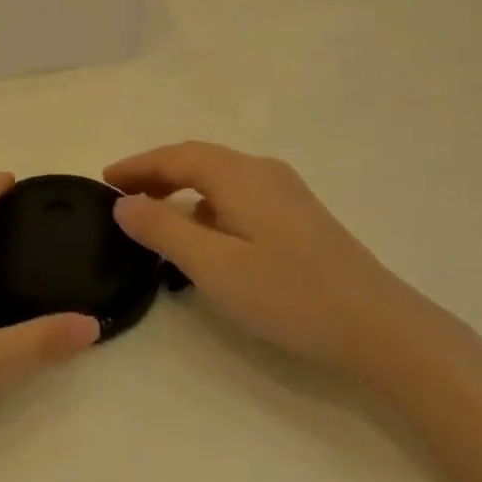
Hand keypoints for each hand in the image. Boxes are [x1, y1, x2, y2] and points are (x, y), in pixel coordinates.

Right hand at [105, 143, 422, 375]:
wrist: (377, 324)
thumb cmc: (288, 293)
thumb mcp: (214, 265)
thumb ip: (164, 230)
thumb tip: (123, 203)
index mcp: (239, 175)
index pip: (176, 156)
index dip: (137, 166)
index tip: (103, 180)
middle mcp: (262, 171)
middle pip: (198, 161)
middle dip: (156, 174)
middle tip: (122, 198)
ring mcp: (285, 193)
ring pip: (219, 179)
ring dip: (182, 190)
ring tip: (154, 216)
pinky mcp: (298, 216)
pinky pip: (238, 196)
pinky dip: (207, 205)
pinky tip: (204, 236)